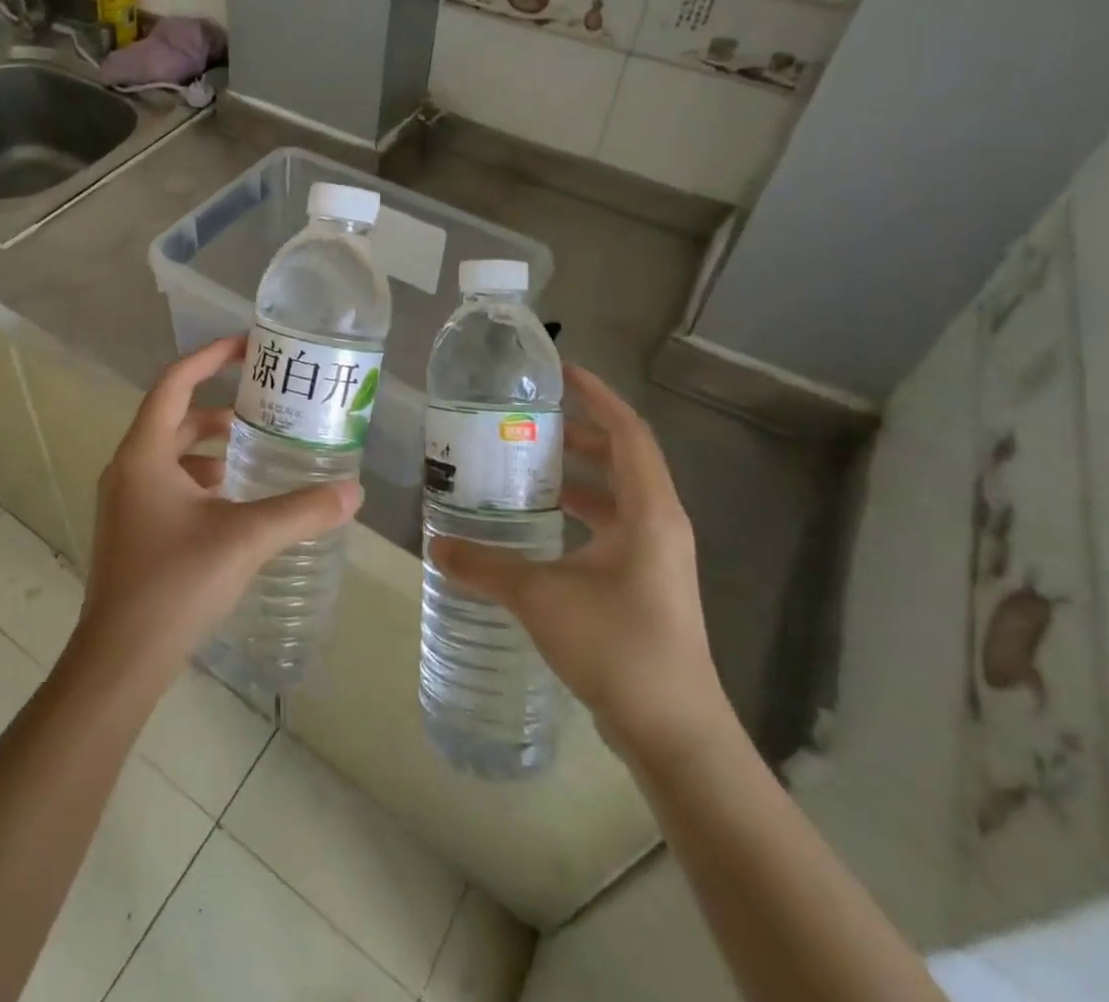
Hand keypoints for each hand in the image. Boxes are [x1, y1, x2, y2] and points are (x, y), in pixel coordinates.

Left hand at [74, 335, 362, 683]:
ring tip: (257, 453)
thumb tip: (353, 493)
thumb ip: (300, 511)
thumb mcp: (244, 539)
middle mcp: (128, 468)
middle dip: (221, 409)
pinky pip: (169, 484)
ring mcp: (125, 501)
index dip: (210, 357)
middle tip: (266, 408)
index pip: (175, 383)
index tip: (248, 347)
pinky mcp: (131, 530)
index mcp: (144, 453)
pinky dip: (201, 480)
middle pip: (176, 418)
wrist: (119, 660)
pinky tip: (235, 503)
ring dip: (211, 448)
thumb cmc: (174, 584)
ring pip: (172, 454)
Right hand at [428, 364, 732, 772]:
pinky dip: (575, 516)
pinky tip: (534, 529)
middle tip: (525, 423)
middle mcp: (658, 526)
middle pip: (621, 460)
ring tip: (521, 468)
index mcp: (649, 513)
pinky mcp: (643, 586)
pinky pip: (609, 529)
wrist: (674, 733)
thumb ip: (485, 565)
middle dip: (577, 436)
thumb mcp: (541, 597)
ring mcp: (654, 559)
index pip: (628, 433)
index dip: (598, 397)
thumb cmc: (618, 647)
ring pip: (614, 498)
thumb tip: (434, 543)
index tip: (561, 373)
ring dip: (574, 477)